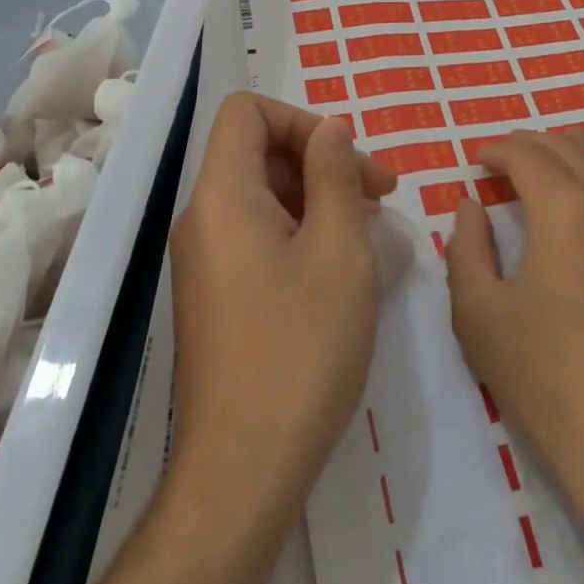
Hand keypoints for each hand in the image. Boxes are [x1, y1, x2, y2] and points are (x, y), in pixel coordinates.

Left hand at [30, 97, 398, 583]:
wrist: (242, 471)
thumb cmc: (301, 350)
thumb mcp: (339, 251)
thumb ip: (335, 175)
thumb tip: (329, 127)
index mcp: (222, 195)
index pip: (247, 112)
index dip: (301, 119)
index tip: (349, 161)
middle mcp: (202, 218)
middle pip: (256, 151)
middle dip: (321, 160)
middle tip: (381, 198)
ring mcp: (204, 259)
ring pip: (261, 194)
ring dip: (317, 197)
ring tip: (370, 232)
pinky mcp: (215, 293)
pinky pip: (256, 234)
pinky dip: (300, 231)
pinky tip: (341, 267)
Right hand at [445, 129, 583, 498]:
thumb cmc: (547, 378)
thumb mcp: (478, 313)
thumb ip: (466, 247)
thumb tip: (471, 207)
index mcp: (569, 208)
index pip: (529, 153)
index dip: (498, 149)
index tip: (478, 158)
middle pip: (574, 149)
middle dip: (535, 145)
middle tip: (507, 160)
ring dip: (573, 165)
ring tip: (547, 180)